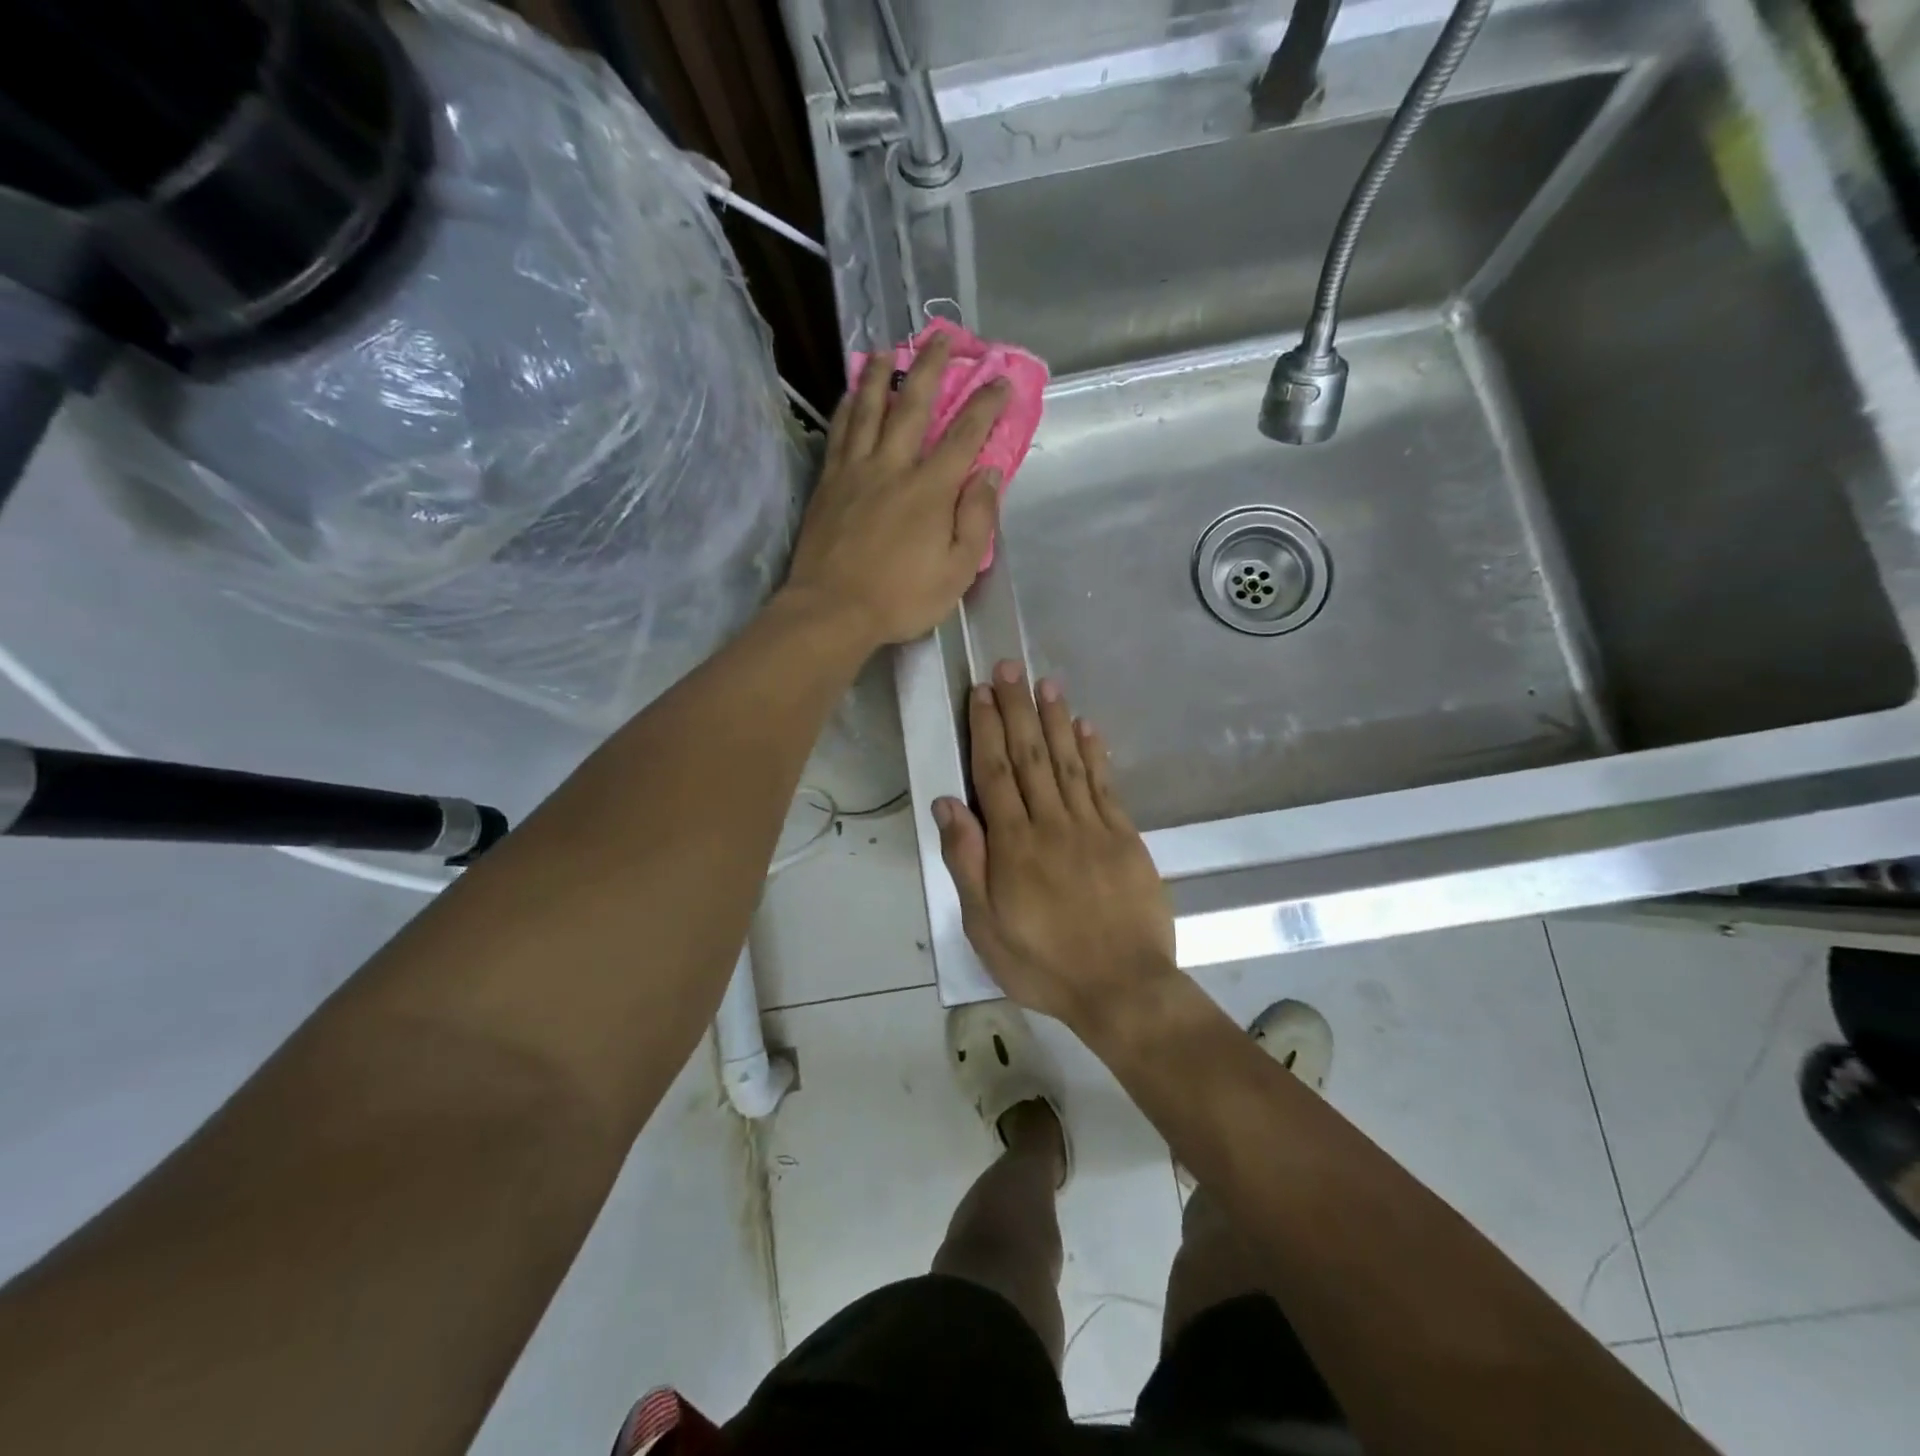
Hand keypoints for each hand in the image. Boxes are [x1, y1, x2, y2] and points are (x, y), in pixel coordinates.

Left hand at [783, 333, 1009, 647]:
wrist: (832, 610)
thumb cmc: (901, 598)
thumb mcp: (957, 571)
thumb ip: (977, 519)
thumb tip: (990, 473)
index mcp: (930, 489)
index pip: (965, 435)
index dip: (986, 404)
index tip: (1000, 380)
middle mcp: (893, 466)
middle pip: (913, 405)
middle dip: (932, 367)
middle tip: (942, 337)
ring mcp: (855, 470)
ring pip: (869, 408)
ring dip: (881, 375)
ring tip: (889, 350)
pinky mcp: (828, 482)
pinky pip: (839, 432)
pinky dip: (847, 405)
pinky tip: (850, 392)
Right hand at [933, 662, 1178, 1031]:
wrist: (1122, 987)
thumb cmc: (1043, 962)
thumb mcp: (985, 925)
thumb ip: (967, 861)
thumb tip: (948, 803)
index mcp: (1013, 844)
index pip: (994, 773)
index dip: (986, 728)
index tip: (982, 692)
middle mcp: (1051, 823)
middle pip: (1030, 755)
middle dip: (1017, 708)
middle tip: (1009, 667)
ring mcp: (1092, 826)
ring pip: (1068, 761)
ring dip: (1054, 719)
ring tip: (1045, 683)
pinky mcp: (1124, 836)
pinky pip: (1105, 784)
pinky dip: (1094, 752)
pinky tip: (1086, 727)